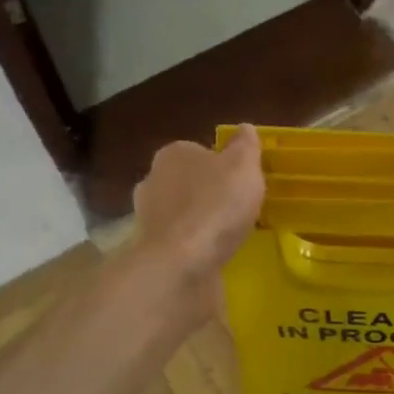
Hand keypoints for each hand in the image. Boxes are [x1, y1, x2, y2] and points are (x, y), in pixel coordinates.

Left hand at [130, 125, 265, 314]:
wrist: (180, 265)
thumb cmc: (215, 206)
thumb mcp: (243, 166)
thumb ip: (245, 146)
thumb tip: (245, 128)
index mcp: (173, 154)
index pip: (200, 150)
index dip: (223, 164)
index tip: (243, 181)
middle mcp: (153, 180)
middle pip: (189, 181)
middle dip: (210, 192)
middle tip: (241, 207)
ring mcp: (148, 218)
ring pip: (183, 213)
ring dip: (203, 221)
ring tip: (232, 234)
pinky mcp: (151, 251)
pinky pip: (181, 241)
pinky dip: (196, 246)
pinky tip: (217, 254)